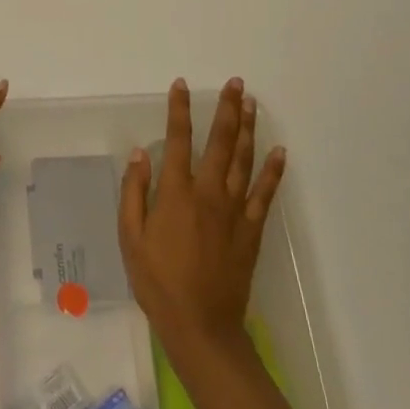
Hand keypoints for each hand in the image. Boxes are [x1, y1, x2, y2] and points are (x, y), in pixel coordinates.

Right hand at [118, 77, 285, 355]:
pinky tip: (279, 152)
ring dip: (248, 130)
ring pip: (244, 161)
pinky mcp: (251, 230)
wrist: (200, 324)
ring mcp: (234, 211)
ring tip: (252, 104)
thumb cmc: (157, 280)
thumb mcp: (130, 236)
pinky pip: (265, 194)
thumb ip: (134, 192)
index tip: (182, 85)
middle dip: (227, 110)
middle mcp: (209, 193)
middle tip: (236, 84)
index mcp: (176, 193)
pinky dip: (273, 171)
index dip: (179, 111)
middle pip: (221, 143)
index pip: (178, 140)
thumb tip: (140, 153)